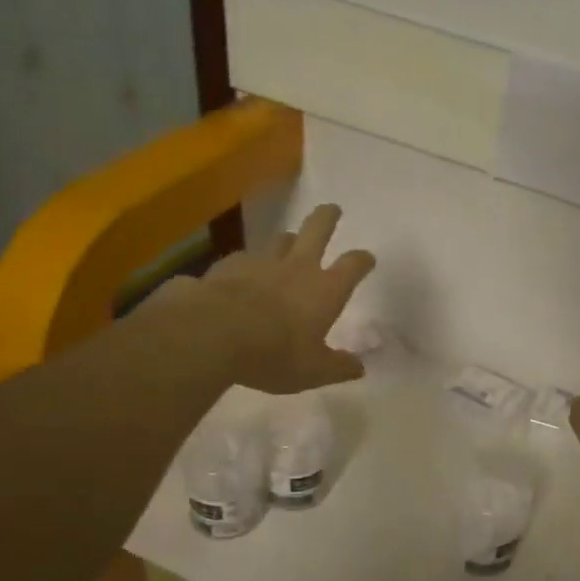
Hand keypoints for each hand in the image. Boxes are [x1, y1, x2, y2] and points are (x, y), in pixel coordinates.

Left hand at [199, 204, 375, 392]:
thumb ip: (338, 367)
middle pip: (317, 229)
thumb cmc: (274, 353)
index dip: (362, 260)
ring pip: (279, 239)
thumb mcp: (314, 371)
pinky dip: (248, 263)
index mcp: (325, 290)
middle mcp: (297, 267)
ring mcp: (260, 261)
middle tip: (332, 209)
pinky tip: (241, 273)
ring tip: (288, 243)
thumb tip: (359, 367)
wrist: (212, 334)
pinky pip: (243, 258)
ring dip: (287, 240)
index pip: (353, 266)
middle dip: (327, 218)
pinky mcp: (227, 266)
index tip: (367, 258)